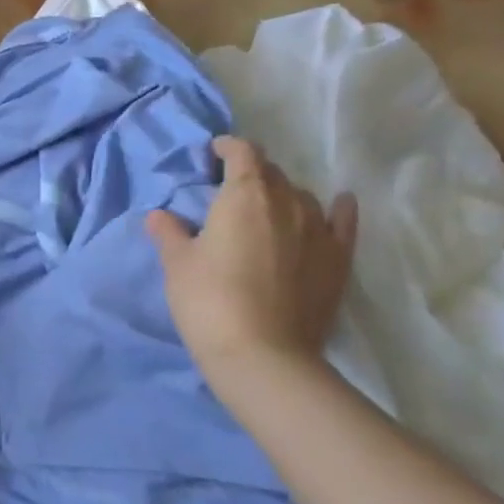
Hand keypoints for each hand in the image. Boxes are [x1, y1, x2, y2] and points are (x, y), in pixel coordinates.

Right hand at [144, 136, 356, 377]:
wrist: (263, 355)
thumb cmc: (209, 300)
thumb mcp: (177, 264)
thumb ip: (169, 233)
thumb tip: (160, 216)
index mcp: (245, 196)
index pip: (243, 153)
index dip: (228, 148)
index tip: (213, 154)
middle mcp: (288, 203)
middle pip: (272, 173)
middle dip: (251, 173)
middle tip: (229, 190)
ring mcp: (319, 231)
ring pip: (303, 196)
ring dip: (282, 195)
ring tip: (265, 210)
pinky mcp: (339, 260)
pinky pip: (343, 222)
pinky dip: (338, 209)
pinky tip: (338, 203)